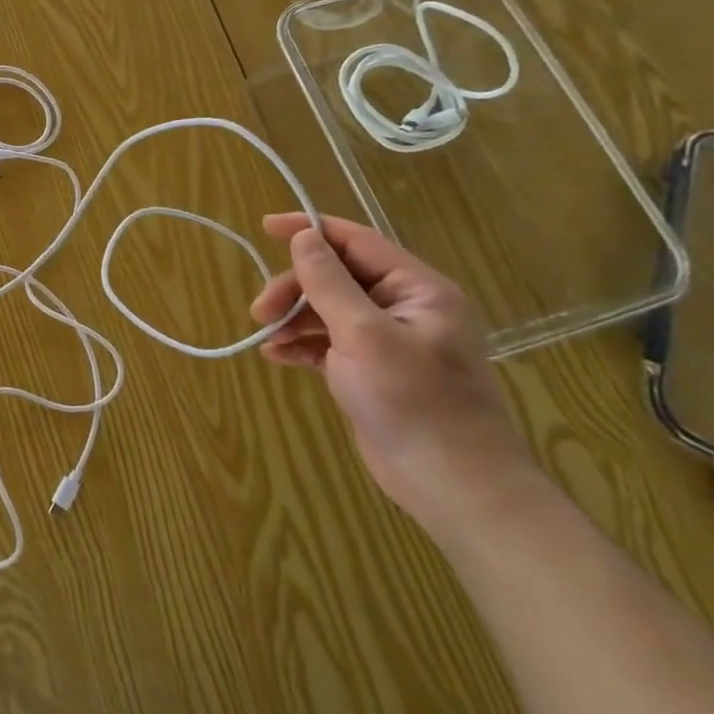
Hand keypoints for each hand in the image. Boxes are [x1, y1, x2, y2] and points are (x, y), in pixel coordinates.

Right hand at [249, 213, 538, 538]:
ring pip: (329, 309)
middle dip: (295, 288)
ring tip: (265, 337)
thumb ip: (329, 282)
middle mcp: (404, 308)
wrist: (454, 486)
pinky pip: (329, 342)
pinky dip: (302, 344)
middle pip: (337, 277)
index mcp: (417, 289)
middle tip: (260, 312)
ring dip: (294, 317)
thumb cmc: (413, 402)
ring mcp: (388, 341)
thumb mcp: (363, 335)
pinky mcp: (373, 371)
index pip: (357, 242)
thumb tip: (304, 236)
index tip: (265, 227)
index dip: (310, 230)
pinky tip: (276, 356)